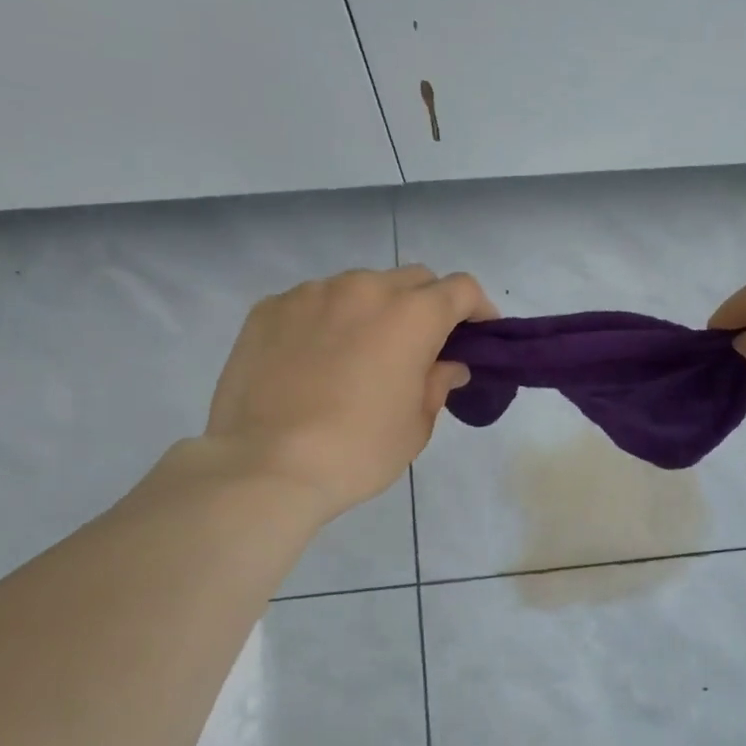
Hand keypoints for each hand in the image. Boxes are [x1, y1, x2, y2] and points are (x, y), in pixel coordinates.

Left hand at [202, 266, 495, 520]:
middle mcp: (364, 289)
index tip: (479, 335)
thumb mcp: (416, 425)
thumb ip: (438, 383)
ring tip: (362, 353)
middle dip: (428, 305)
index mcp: (411, 315)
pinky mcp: (269, 308)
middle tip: (422, 346)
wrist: (266, 466)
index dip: (478, 309)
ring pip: (360, 287)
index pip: (461, 289)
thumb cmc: (358, 451)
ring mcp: (312, 294)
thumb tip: (448, 365)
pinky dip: (328, 320)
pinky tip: (316, 359)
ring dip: (375, 310)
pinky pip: (314, 302)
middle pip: (413, 279)